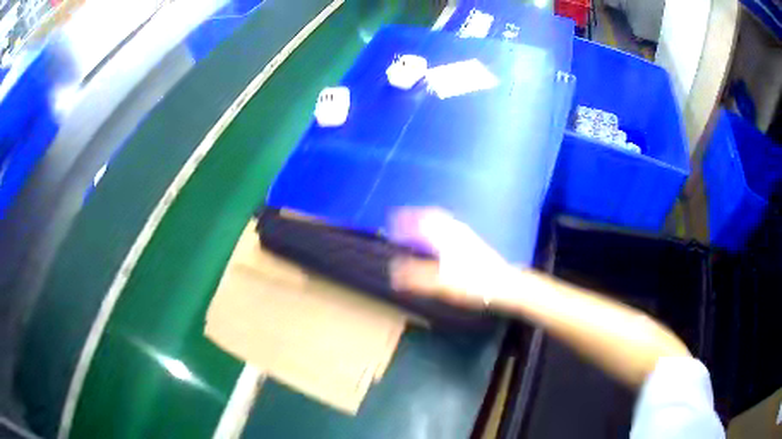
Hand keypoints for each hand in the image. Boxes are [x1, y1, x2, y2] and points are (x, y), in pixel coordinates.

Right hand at [388, 208, 512, 308]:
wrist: (505, 285)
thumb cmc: (474, 283)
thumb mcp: (442, 283)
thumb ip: (417, 277)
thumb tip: (393, 271)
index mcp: (446, 237)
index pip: (422, 220)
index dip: (405, 219)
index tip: (392, 219)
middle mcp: (456, 231)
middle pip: (433, 216)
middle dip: (416, 216)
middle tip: (402, 220)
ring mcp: (466, 236)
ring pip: (443, 222)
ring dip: (428, 221)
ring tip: (417, 228)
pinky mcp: (473, 243)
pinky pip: (450, 228)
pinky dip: (439, 229)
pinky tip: (440, 241)